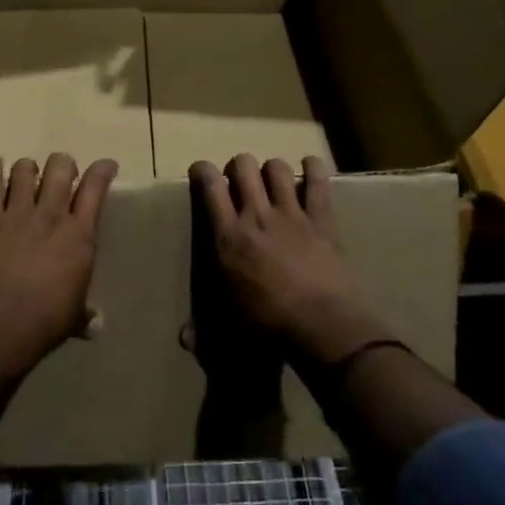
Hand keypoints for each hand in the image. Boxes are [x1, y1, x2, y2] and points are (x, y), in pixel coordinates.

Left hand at [0, 154, 117, 377]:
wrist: (2, 326)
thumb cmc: (47, 322)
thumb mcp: (75, 317)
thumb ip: (86, 314)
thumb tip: (96, 325)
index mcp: (80, 235)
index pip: (95, 188)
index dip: (102, 170)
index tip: (106, 165)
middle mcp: (52, 215)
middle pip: (60, 168)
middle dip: (63, 165)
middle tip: (61, 175)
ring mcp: (18, 214)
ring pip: (25, 170)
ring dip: (28, 168)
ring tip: (27, 175)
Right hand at [190, 155, 390, 367]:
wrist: (321, 326)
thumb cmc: (268, 327)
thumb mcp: (229, 325)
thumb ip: (202, 331)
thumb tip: (183, 338)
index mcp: (228, 237)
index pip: (210, 187)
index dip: (203, 171)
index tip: (203, 171)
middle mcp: (256, 215)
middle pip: (243, 167)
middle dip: (239, 167)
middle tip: (241, 180)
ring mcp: (291, 213)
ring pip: (277, 168)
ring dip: (272, 169)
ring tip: (273, 180)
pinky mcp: (321, 219)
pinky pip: (318, 181)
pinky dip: (313, 168)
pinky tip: (310, 165)